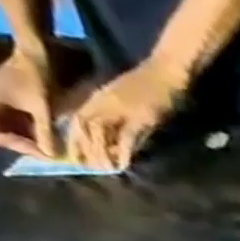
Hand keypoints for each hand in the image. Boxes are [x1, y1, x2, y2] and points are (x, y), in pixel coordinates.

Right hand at [0, 46, 57, 157]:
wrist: (36, 56)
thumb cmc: (35, 79)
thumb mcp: (42, 108)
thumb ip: (45, 132)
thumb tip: (50, 157)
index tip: (27, 145)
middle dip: (15, 142)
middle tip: (42, 151)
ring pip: (1, 127)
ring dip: (23, 138)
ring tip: (47, 147)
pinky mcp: (5, 100)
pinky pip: (11, 121)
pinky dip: (27, 131)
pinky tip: (47, 137)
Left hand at [65, 58, 187, 170]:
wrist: (166, 71)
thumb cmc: (151, 82)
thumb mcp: (127, 98)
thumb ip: (119, 116)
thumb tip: (119, 139)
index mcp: (98, 97)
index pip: (77, 119)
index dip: (73, 138)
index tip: (74, 156)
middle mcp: (103, 102)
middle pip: (83, 128)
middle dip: (81, 148)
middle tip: (84, 167)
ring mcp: (120, 109)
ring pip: (100, 133)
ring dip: (100, 153)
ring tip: (104, 169)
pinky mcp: (138, 117)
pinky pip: (125, 137)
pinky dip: (123, 152)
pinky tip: (123, 165)